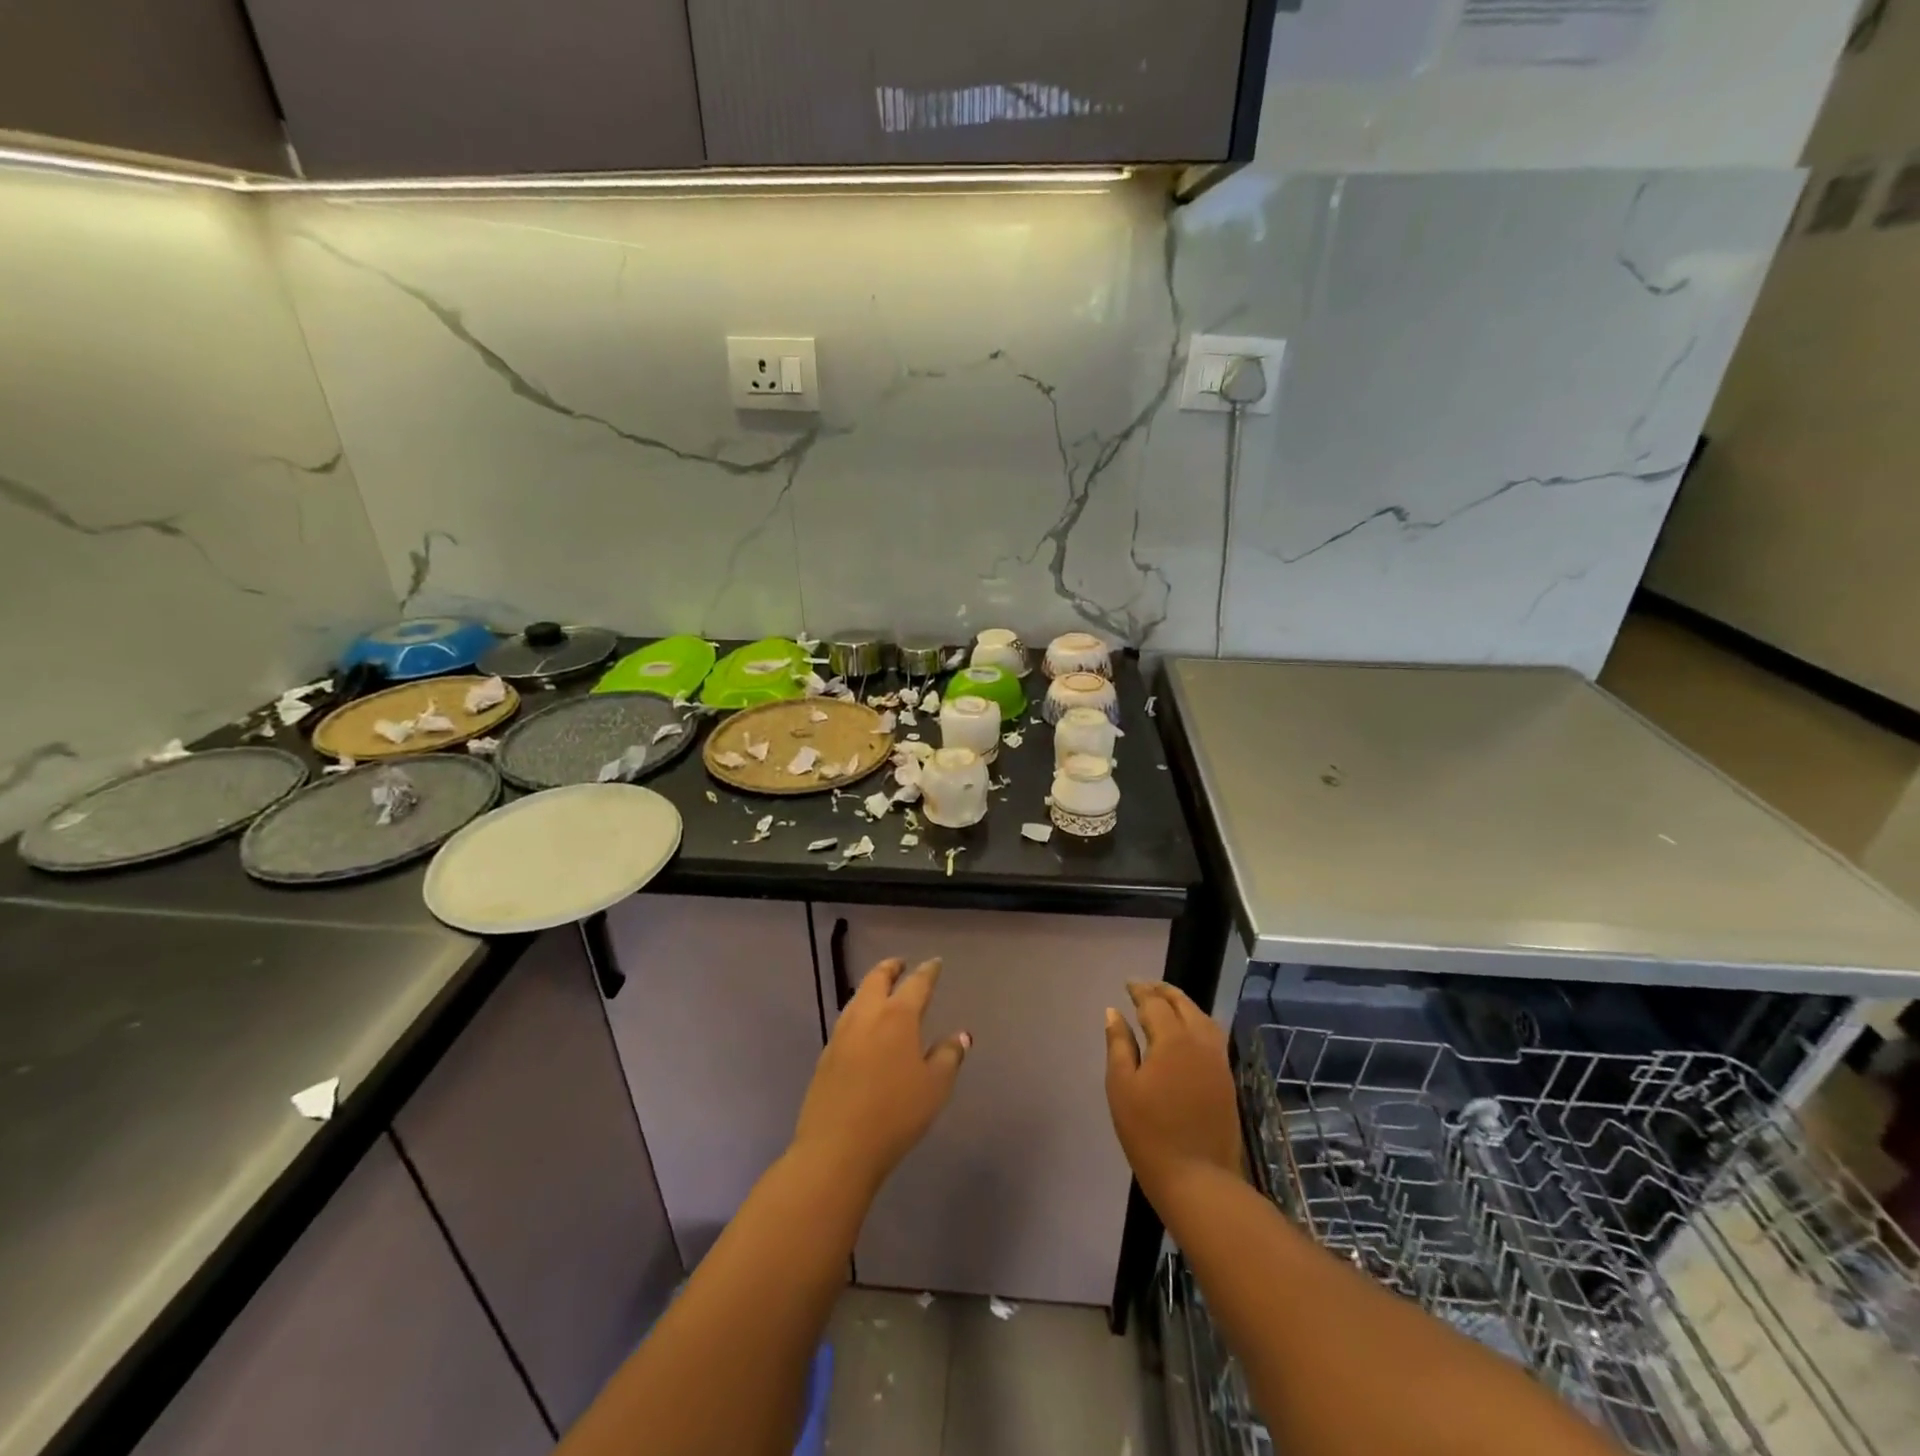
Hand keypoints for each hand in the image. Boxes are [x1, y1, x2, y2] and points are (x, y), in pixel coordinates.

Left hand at [793, 958, 968, 1192]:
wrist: (836, 1148)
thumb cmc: (895, 1114)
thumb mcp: (935, 1087)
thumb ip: (949, 1056)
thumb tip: (960, 1035)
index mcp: (897, 1017)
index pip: (916, 984)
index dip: (928, 972)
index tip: (935, 963)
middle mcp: (867, 1016)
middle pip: (877, 979)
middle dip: (890, 968)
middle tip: (901, 964)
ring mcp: (841, 1034)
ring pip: (857, 997)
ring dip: (871, 987)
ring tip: (881, 990)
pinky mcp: (826, 1055)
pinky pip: (846, 1020)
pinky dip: (859, 1011)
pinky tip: (863, 1026)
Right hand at [1105, 982, 1242, 1203]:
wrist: (1198, 1180)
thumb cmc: (1149, 1133)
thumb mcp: (1122, 1086)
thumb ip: (1118, 1044)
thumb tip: (1114, 1012)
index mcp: (1173, 1040)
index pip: (1155, 1003)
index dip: (1140, 991)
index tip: (1128, 984)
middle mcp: (1201, 1042)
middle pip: (1184, 1005)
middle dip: (1163, 992)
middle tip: (1144, 988)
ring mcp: (1218, 1062)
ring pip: (1202, 1019)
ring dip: (1183, 1005)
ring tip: (1165, 1004)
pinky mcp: (1227, 1080)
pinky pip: (1212, 1037)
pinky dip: (1197, 1023)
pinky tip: (1185, 1033)